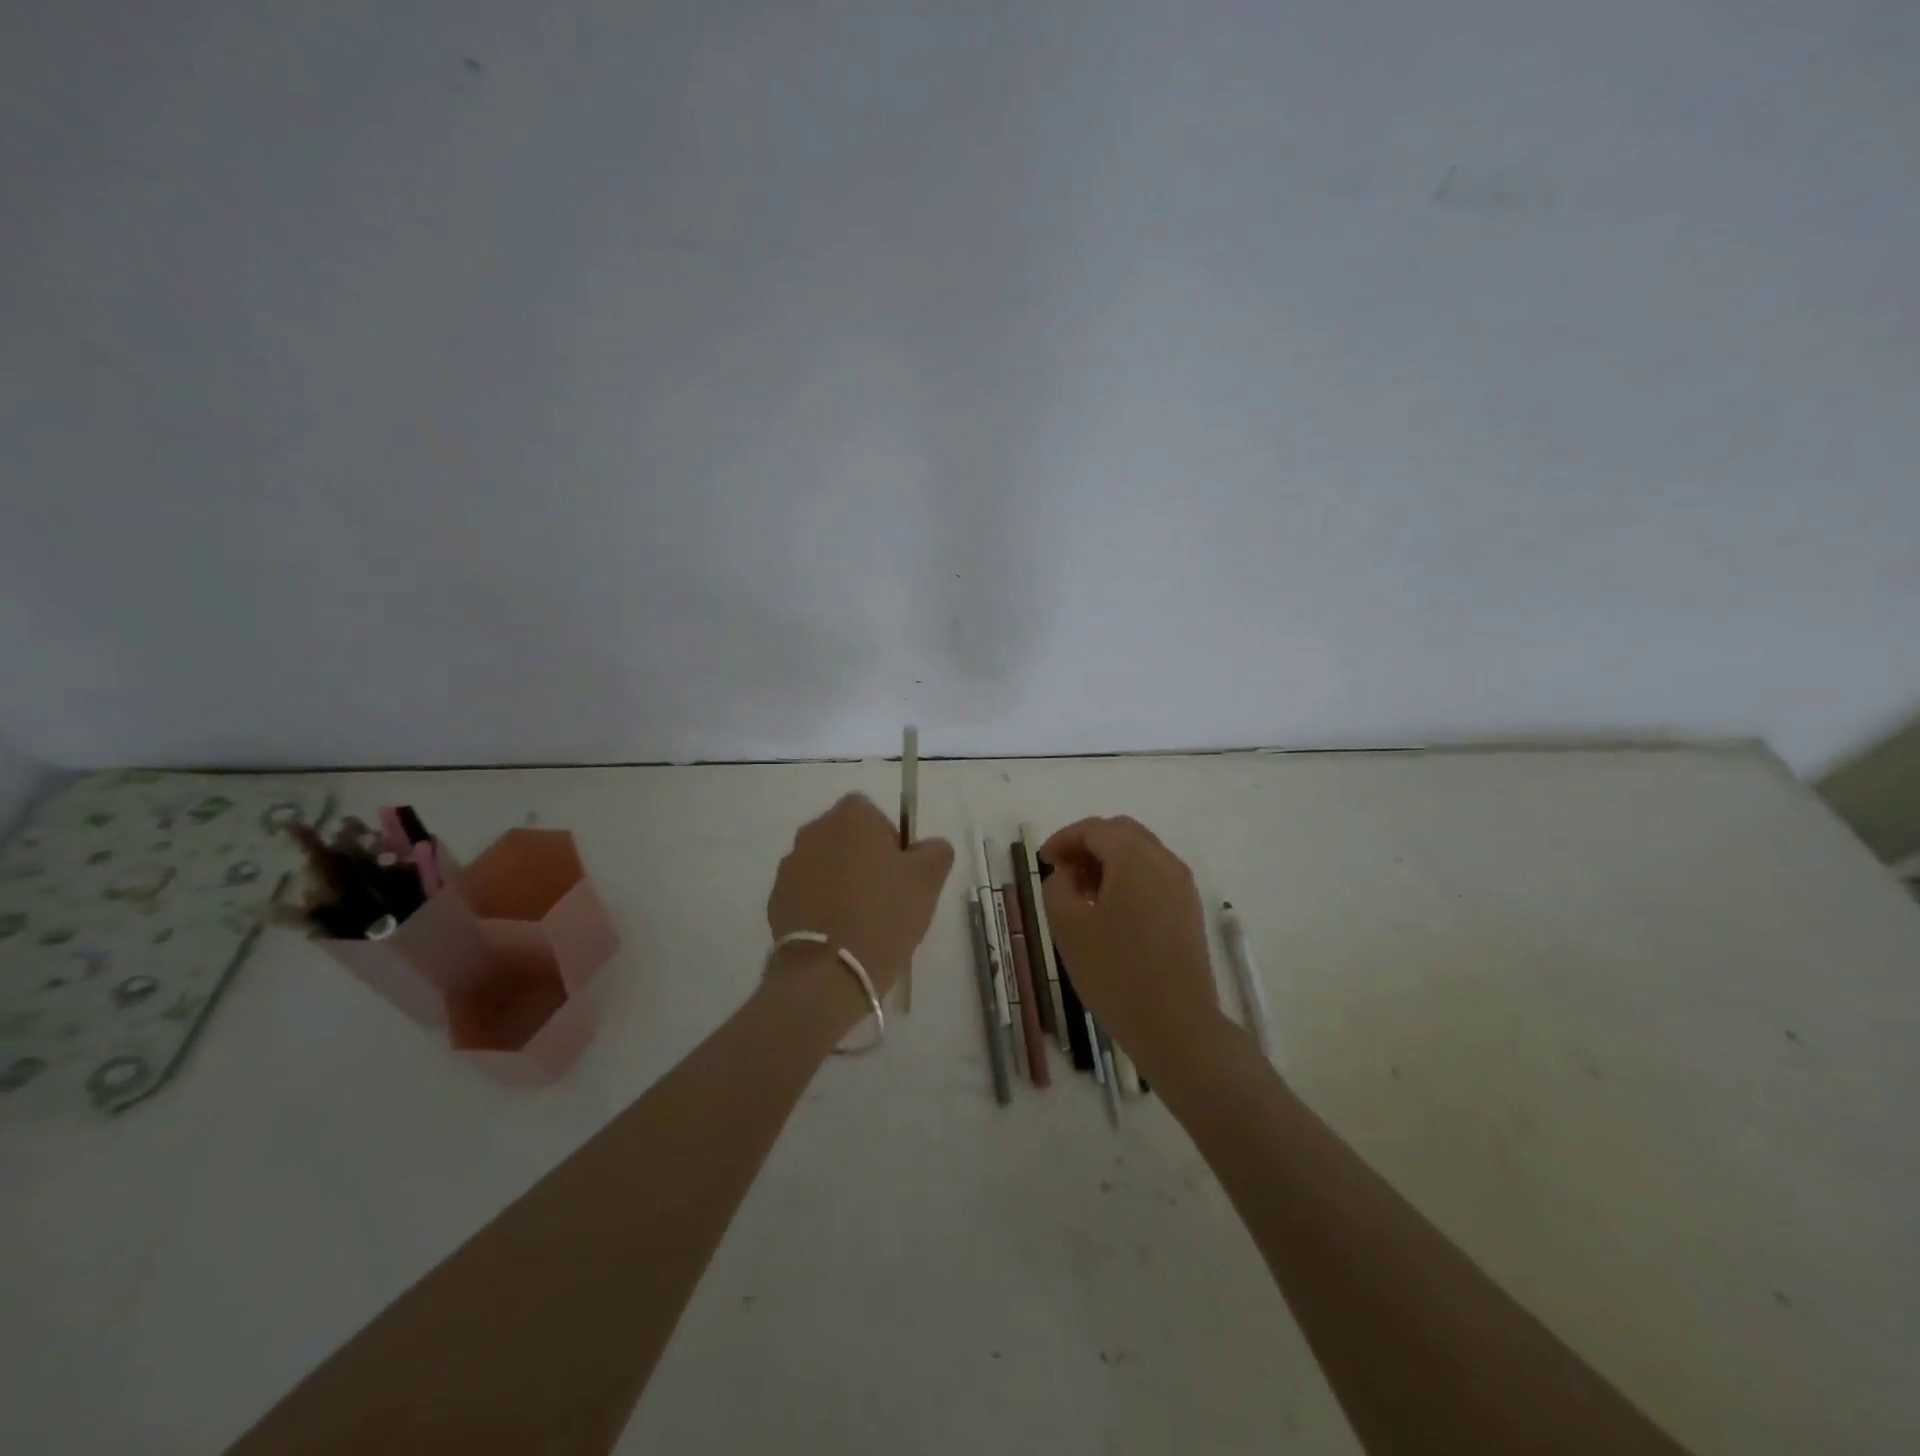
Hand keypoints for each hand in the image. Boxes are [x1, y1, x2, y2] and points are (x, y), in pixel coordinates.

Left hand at [766, 794, 954, 1013]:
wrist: (830, 971)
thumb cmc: (884, 914)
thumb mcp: (928, 879)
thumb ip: (936, 850)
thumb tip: (928, 847)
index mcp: (850, 817)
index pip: (873, 814)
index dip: (890, 841)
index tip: (900, 873)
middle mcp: (813, 831)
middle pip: (846, 838)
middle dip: (863, 860)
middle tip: (885, 896)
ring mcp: (789, 866)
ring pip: (824, 865)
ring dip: (839, 882)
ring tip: (859, 920)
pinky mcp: (776, 899)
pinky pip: (806, 893)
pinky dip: (820, 905)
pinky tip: (837, 934)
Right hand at [1040, 816, 1222, 1077]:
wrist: (1176, 1025)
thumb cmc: (1115, 973)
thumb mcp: (1068, 926)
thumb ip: (1058, 885)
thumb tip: (1068, 872)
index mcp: (1134, 858)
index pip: (1094, 829)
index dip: (1063, 839)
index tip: (1043, 860)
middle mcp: (1164, 861)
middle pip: (1121, 832)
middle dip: (1088, 844)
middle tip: (1062, 871)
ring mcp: (1182, 884)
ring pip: (1140, 851)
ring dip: (1109, 859)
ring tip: (1083, 891)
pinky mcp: (1188, 908)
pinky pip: (1155, 874)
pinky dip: (1129, 876)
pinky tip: (1111, 908)